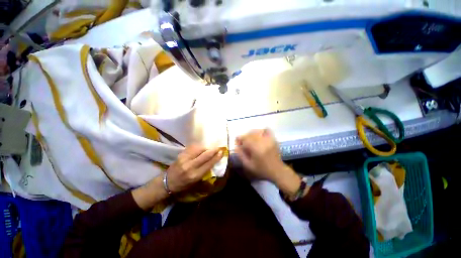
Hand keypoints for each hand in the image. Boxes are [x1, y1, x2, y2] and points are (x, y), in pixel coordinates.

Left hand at [166, 145, 223, 192]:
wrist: (167, 182)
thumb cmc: (183, 184)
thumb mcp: (196, 181)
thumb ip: (205, 171)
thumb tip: (213, 161)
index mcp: (195, 175)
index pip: (209, 164)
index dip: (216, 157)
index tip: (221, 152)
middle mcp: (190, 166)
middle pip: (205, 155)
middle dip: (214, 150)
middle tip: (219, 148)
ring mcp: (185, 159)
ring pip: (199, 149)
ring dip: (206, 148)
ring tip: (209, 148)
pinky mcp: (181, 154)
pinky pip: (192, 147)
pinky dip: (199, 147)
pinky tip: (201, 148)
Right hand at [234, 129, 285, 181]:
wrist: (277, 171)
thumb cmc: (262, 170)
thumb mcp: (248, 165)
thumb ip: (241, 155)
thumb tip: (236, 146)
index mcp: (256, 149)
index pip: (245, 139)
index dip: (240, 138)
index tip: (237, 141)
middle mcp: (263, 142)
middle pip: (251, 134)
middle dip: (245, 136)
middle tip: (242, 141)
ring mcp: (269, 140)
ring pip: (257, 131)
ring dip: (251, 134)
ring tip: (249, 139)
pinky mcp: (273, 139)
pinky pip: (267, 130)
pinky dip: (261, 131)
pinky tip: (258, 135)